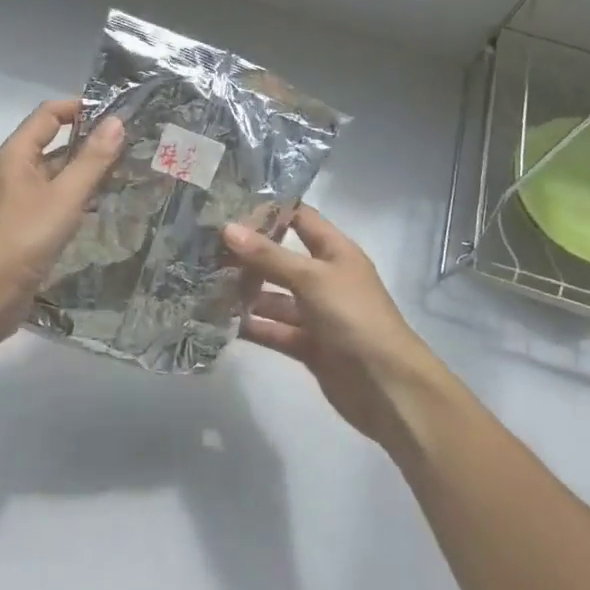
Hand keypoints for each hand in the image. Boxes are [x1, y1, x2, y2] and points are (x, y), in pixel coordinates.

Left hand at [0, 98, 123, 345]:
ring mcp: (15, 199)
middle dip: (88, 143)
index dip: (80, 109)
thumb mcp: (65, 196)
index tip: (116, 117)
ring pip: (54, 174)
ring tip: (124, 174)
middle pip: (52, 143)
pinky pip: (51, 199)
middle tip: (129, 147)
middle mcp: (12, 170)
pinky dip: (74, 197)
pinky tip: (100, 207)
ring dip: (84, 172)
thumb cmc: (24, 237)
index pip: (49, 114)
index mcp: (15, 154)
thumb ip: (92, 160)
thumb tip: (116, 122)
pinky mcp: (21, 224)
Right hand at [224, 207, 446, 449]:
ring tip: (202, 283)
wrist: (388, 387)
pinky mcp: (308, 345)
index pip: (300, 218)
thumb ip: (269, 256)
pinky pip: (274, 330)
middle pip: (281, 258)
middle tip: (203, 244)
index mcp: (335, 251)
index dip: (269, 209)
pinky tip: (219, 321)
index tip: (228, 202)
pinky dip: (252, 326)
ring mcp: (316, 313)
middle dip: (247, 254)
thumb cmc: (354, 317)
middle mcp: (325, 278)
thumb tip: (228, 228)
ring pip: (274, 297)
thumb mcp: (312, 278)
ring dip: (245, 292)